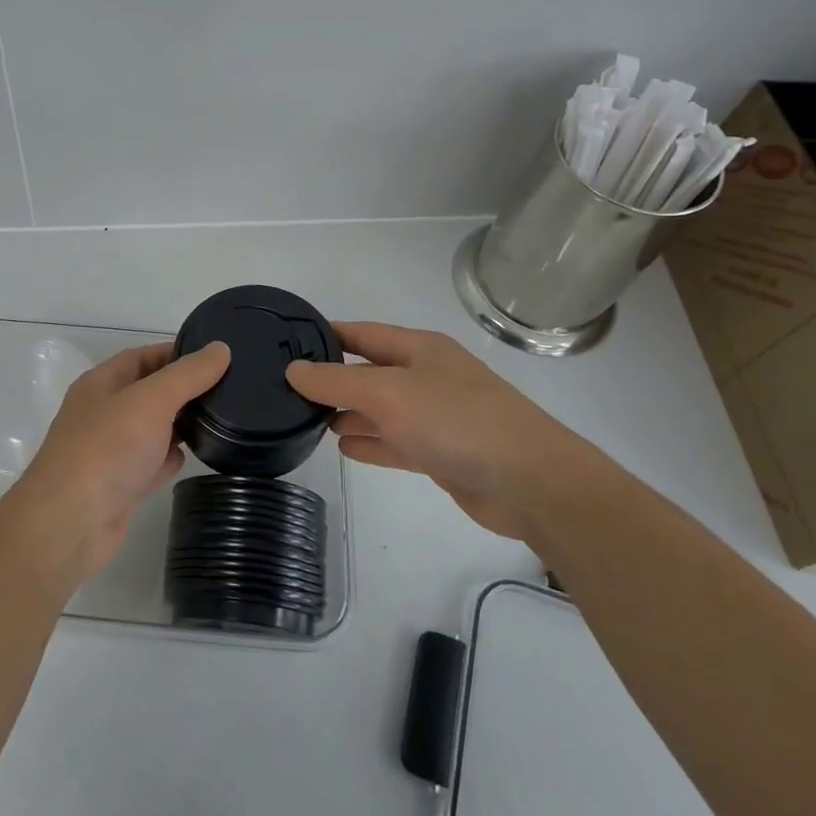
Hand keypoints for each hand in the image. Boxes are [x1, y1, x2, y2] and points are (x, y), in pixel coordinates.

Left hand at [5, 340, 230, 585]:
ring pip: (152, 429)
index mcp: (102, 383)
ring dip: (179, 426)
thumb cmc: (108, 449)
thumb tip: (221, 348)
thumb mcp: (151, 400)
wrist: (70, 523)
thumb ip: (188, 375)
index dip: (178, 353)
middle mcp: (103, 412)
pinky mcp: (119, 485)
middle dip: (184, 391)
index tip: (217, 357)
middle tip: (229, 390)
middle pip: (149, 392)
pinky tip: (191, 460)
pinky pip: (150, 463)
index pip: (143, 356)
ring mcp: (110, 451)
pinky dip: (168, 461)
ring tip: (222, 421)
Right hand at [286, 321, 615, 541]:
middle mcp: (427, 376)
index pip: (361, 333)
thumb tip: (293, 369)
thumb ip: (335, 381)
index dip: (325, 336)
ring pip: (382, 409)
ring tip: (310, 420)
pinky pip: (396, 442)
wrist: (530, 481)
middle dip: (333, 379)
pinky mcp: (442, 452)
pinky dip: (371, 442)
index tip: (286, 343)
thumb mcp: (386, 392)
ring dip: (350, 413)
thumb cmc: (454, 421)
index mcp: (419, 348)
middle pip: (370, 371)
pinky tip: (344, 448)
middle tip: (289, 390)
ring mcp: (436, 415)